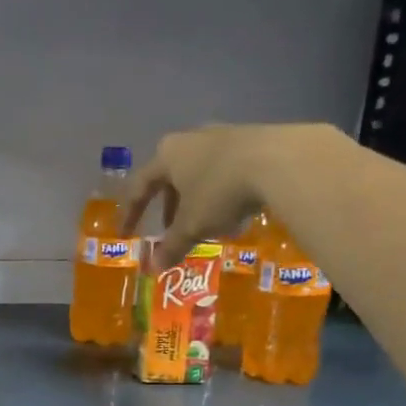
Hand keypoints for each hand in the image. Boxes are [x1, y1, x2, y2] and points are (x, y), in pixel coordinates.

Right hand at [125, 123, 341, 265]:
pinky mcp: (253, 140)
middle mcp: (190, 140)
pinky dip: (223, 192)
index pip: (139, 187)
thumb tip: (153, 269)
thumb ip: (172, 246)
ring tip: (206, 225)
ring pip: (201, 173)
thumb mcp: (192, 225)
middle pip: (171, 176)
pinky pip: (227, 170)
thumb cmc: (220, 191)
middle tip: (171, 230)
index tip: (126, 234)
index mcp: (167, 156)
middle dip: (169, 206)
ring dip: (197, 200)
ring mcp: (223, 136)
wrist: (279, 160)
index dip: (131, 213)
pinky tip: (235, 211)